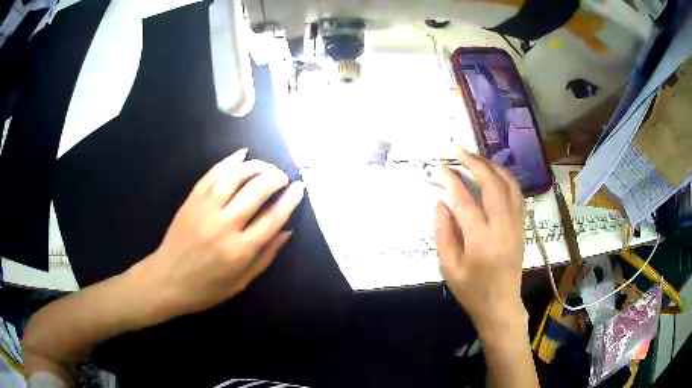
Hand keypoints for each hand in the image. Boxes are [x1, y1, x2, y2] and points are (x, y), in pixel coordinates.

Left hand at [131, 149, 304, 323]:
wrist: (167, 281)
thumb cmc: (206, 288)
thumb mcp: (241, 282)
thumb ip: (266, 257)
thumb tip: (287, 231)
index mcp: (240, 251)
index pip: (273, 218)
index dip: (290, 200)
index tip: (299, 188)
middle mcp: (224, 225)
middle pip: (256, 191)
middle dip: (275, 178)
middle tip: (283, 177)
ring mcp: (205, 209)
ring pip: (235, 176)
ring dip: (255, 166)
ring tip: (266, 167)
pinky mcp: (192, 200)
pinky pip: (213, 174)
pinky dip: (229, 161)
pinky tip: (241, 155)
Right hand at [434, 149, 526, 337]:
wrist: (501, 305)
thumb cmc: (472, 291)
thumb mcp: (449, 267)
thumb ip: (442, 232)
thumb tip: (439, 201)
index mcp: (481, 242)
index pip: (465, 200)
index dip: (451, 179)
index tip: (440, 165)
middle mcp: (503, 228)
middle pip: (492, 185)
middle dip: (475, 163)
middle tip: (459, 150)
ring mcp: (516, 225)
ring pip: (509, 185)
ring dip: (493, 166)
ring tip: (476, 157)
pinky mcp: (522, 227)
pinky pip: (517, 195)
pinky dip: (506, 179)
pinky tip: (495, 174)